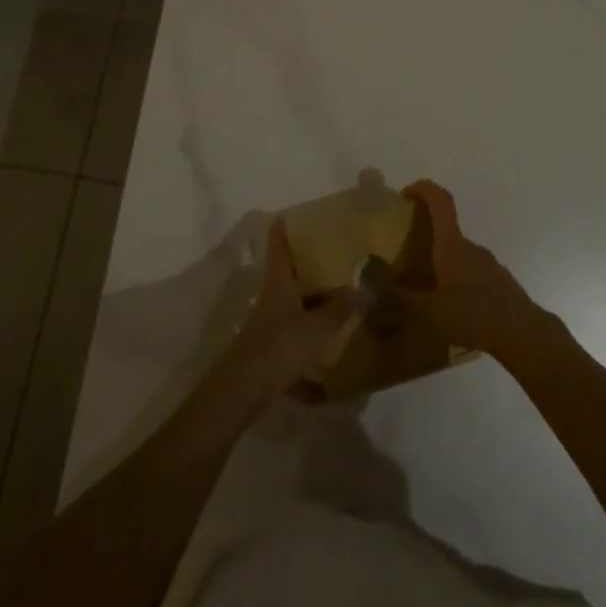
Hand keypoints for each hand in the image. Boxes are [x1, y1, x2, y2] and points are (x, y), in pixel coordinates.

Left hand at [202, 220, 356, 422]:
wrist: (243, 390)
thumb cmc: (280, 346)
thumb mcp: (316, 327)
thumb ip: (340, 310)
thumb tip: (362, 289)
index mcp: (278, 286)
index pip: (278, 249)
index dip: (281, 232)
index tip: (285, 216)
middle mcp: (269, 303)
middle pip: (285, 282)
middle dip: (304, 276)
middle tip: (329, 268)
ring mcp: (265, 331)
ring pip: (290, 318)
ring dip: (309, 319)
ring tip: (336, 321)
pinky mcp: (266, 359)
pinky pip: (291, 355)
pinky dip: (306, 370)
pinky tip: (324, 389)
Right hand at [399, 179, 557, 363]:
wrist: (522, 332)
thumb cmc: (471, 315)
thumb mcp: (429, 312)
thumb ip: (403, 298)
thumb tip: (380, 285)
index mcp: (451, 245)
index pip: (440, 201)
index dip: (423, 188)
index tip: (406, 193)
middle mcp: (470, 246)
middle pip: (447, 230)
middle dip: (428, 239)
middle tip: (410, 262)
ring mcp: (488, 262)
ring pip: (459, 254)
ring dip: (444, 264)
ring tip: (431, 293)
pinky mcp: (499, 280)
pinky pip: (473, 272)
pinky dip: (460, 281)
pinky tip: (455, 309)